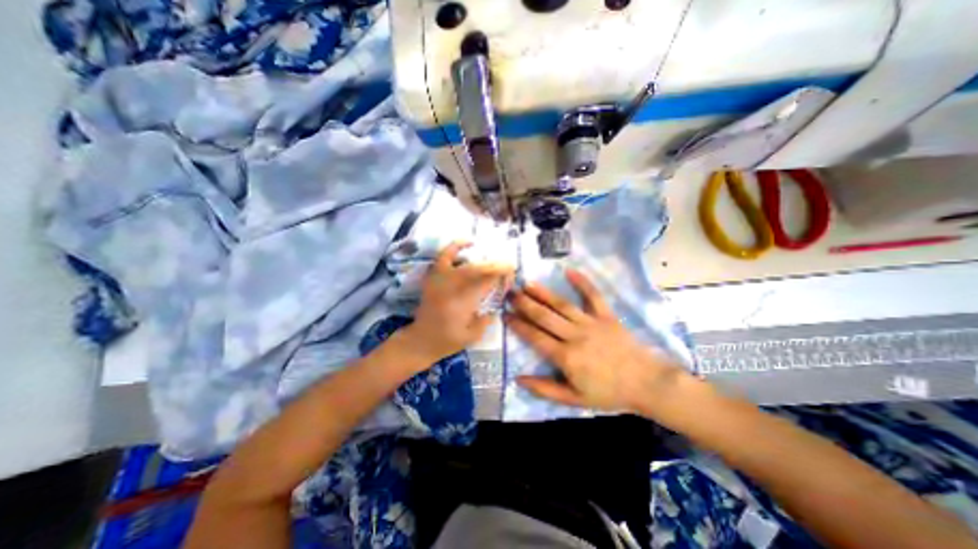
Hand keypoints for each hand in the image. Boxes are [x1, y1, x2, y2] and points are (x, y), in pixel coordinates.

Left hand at [401, 245, 515, 363]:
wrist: (420, 340)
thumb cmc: (447, 341)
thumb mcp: (473, 336)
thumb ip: (487, 319)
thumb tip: (497, 304)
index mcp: (463, 303)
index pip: (486, 282)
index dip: (501, 275)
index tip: (511, 273)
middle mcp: (452, 287)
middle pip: (478, 270)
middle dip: (496, 266)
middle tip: (508, 266)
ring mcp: (441, 279)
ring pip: (465, 264)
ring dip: (482, 260)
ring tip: (494, 258)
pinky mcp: (433, 276)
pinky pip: (444, 257)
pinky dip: (455, 246)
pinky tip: (467, 242)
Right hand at [503, 268, 686, 412]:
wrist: (646, 383)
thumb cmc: (608, 393)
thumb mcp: (574, 399)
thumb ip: (545, 389)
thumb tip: (518, 379)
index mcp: (566, 357)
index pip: (536, 337)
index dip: (519, 325)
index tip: (505, 314)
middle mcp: (575, 336)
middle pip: (545, 317)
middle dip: (525, 304)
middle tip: (510, 293)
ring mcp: (591, 323)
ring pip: (562, 305)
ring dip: (543, 293)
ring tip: (527, 283)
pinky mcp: (606, 316)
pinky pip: (593, 296)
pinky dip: (582, 282)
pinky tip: (569, 270)